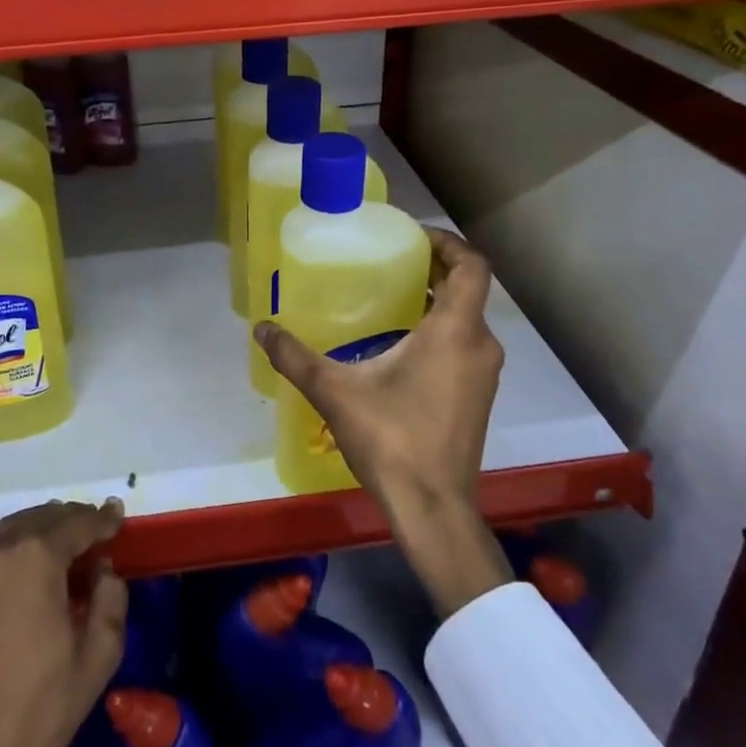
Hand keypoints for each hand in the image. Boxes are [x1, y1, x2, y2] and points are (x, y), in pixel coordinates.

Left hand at [0, 500, 126, 746]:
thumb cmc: (40, 709)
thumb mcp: (97, 657)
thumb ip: (110, 599)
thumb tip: (102, 569)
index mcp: (39, 558)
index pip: (79, 524)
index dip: (102, 520)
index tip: (119, 518)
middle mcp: (2, 547)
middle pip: (45, 518)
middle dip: (73, 521)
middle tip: (96, 530)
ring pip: (13, 526)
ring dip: (39, 525)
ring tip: (60, 534)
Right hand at [255, 226, 514, 617]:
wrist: (433, 508)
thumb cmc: (392, 439)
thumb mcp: (336, 392)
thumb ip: (296, 357)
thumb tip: (261, 329)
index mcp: (456, 330)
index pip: (472, 265)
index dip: (446, 243)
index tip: (411, 237)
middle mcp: (480, 345)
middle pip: (468, 289)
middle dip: (435, 269)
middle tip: (391, 262)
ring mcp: (484, 374)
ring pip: (467, 319)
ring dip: (438, 301)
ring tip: (391, 297)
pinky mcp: (479, 397)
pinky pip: (465, 345)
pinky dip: (441, 330)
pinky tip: (400, 345)